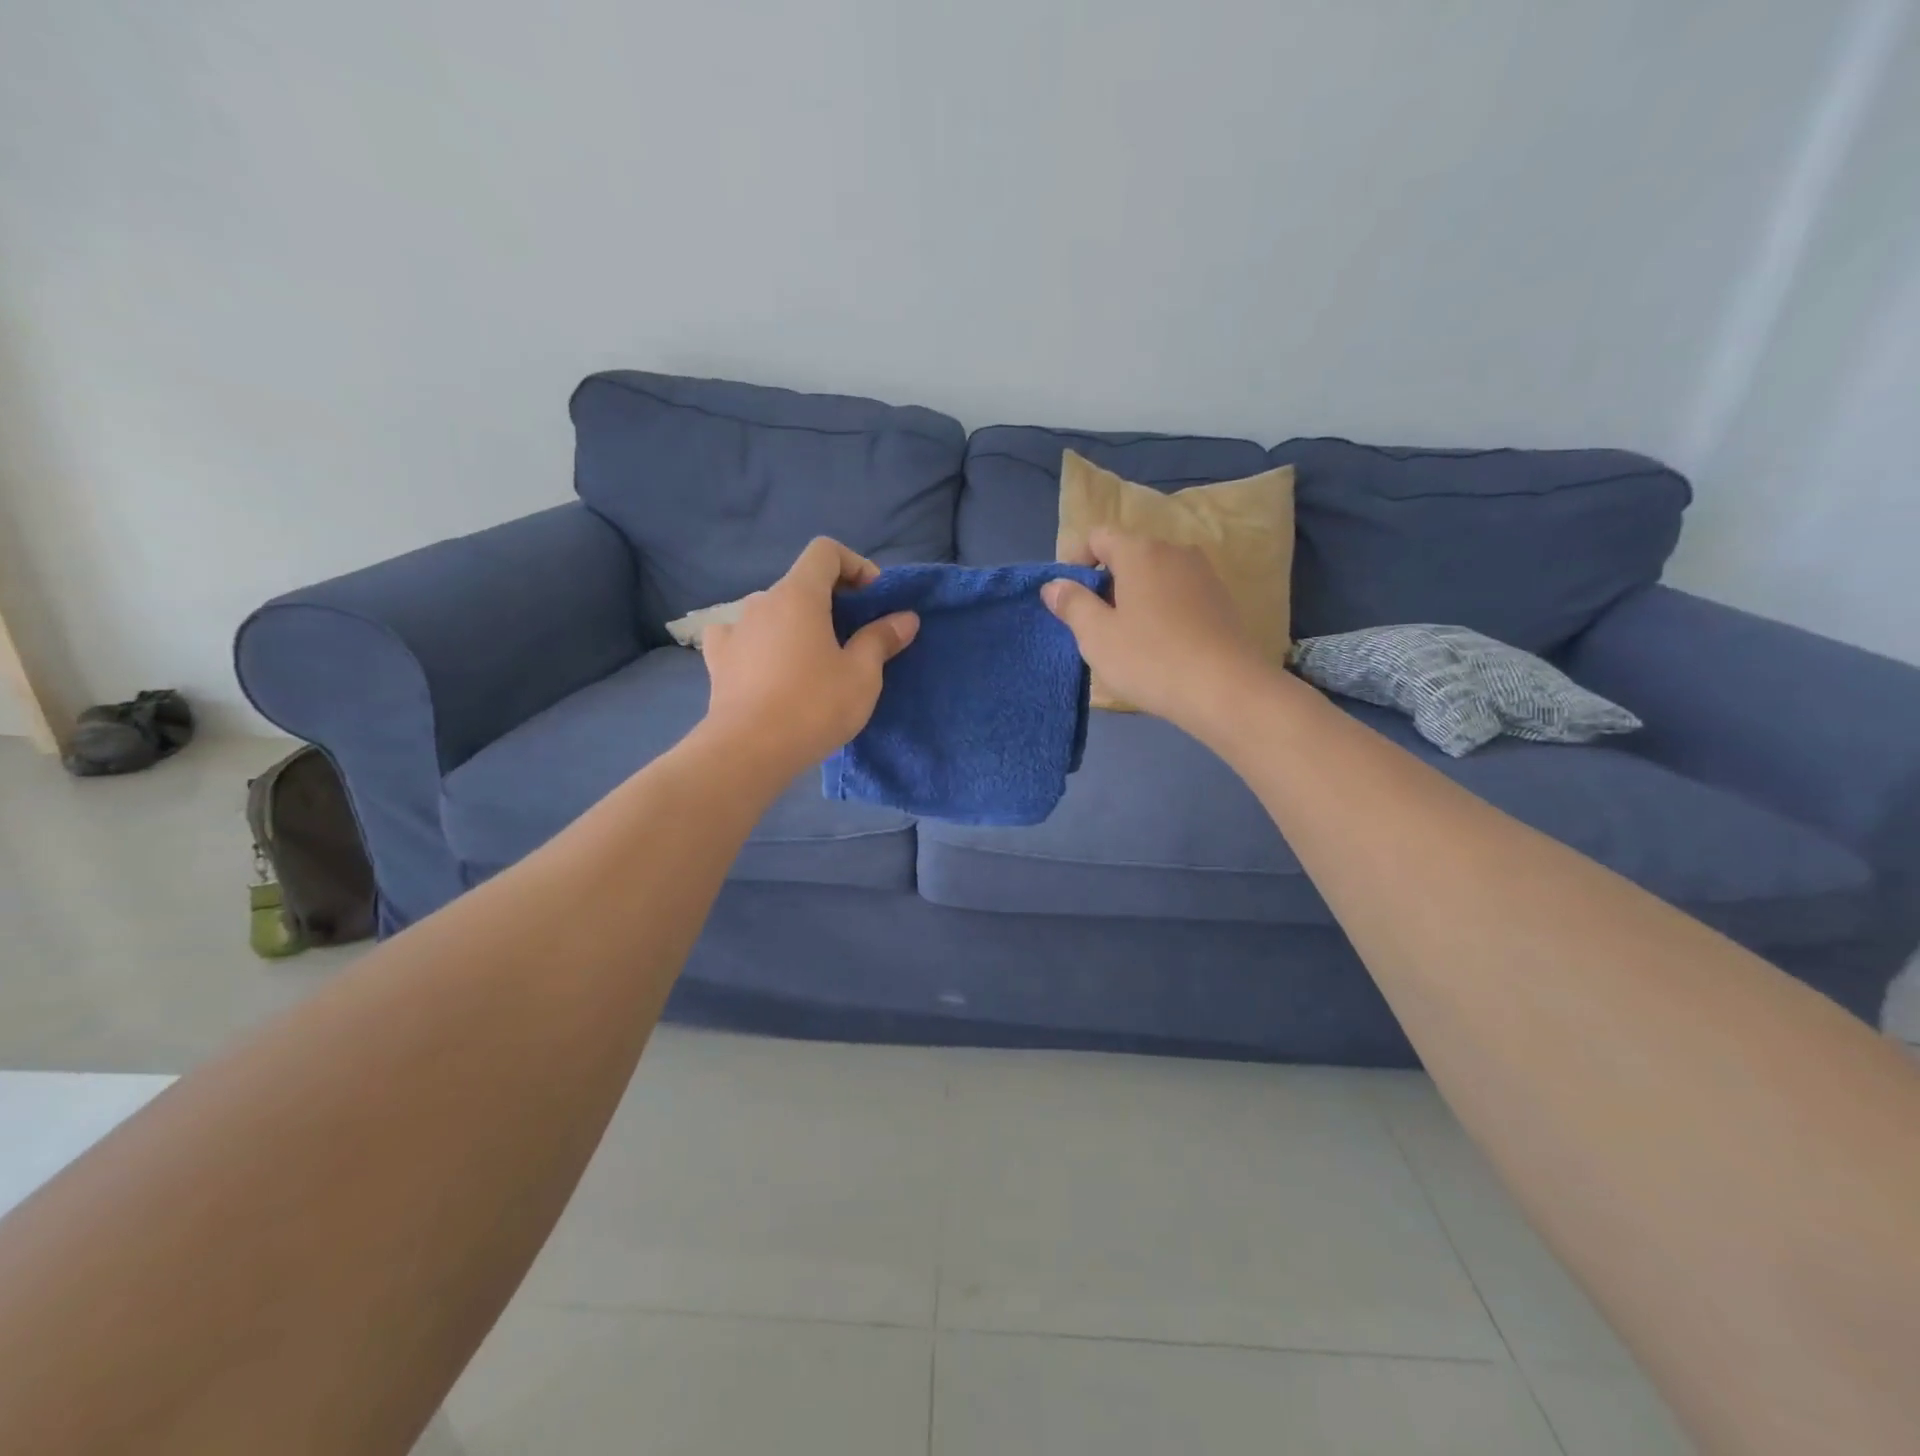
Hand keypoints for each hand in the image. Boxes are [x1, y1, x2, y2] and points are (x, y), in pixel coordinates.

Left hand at [701, 538, 918, 774]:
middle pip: (800, 583)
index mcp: (798, 595)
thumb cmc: (813, 706)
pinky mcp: (718, 660)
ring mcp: (734, 630)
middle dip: (830, 600)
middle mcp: (762, 602)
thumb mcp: (862, 675)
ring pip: (772, 611)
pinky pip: (740, 636)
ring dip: (796, 623)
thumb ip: (881, 639)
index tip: (871, 598)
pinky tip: (766, 665)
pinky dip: (758, 642)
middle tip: (852, 636)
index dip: (854, 564)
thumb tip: (905, 618)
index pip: (825, 551)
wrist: (749, 750)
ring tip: (813, 659)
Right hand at [1043, 527, 1268, 731]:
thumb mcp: (1097, 635)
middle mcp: (1174, 551)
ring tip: (1126, 638)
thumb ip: (1072, 604)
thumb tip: (1054, 584)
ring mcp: (1203, 574)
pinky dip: (1161, 609)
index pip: (1098, 537)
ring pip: (1155, 575)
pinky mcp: (1221, 600)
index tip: (1068, 597)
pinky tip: (1159, 645)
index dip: (1076, 561)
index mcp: (1140, 551)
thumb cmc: (1150, 658)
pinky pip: (1178, 594)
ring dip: (1134, 597)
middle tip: (1093, 624)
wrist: (1225, 689)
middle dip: (1106, 582)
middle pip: (1129, 554)